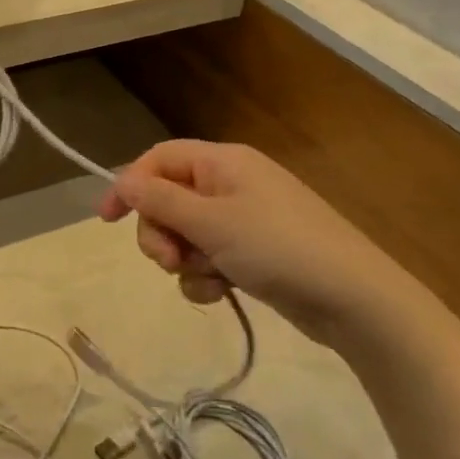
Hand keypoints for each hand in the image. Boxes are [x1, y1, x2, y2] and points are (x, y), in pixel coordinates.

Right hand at [98, 140, 428, 337]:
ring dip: (184, 260)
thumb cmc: (278, 248)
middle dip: (160, 233)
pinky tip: (223, 293)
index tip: (107, 220)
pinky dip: (207, 276)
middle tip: (170, 260)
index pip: (159, 159)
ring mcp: (242, 220)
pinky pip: (209, 257)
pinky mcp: (251, 253)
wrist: (352, 299)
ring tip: (208, 279)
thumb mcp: (211, 223)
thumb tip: (122, 181)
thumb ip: (160, 201)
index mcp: (222, 162)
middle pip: (168, 200)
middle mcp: (229, 184)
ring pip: (185, 234)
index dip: (129, 185)